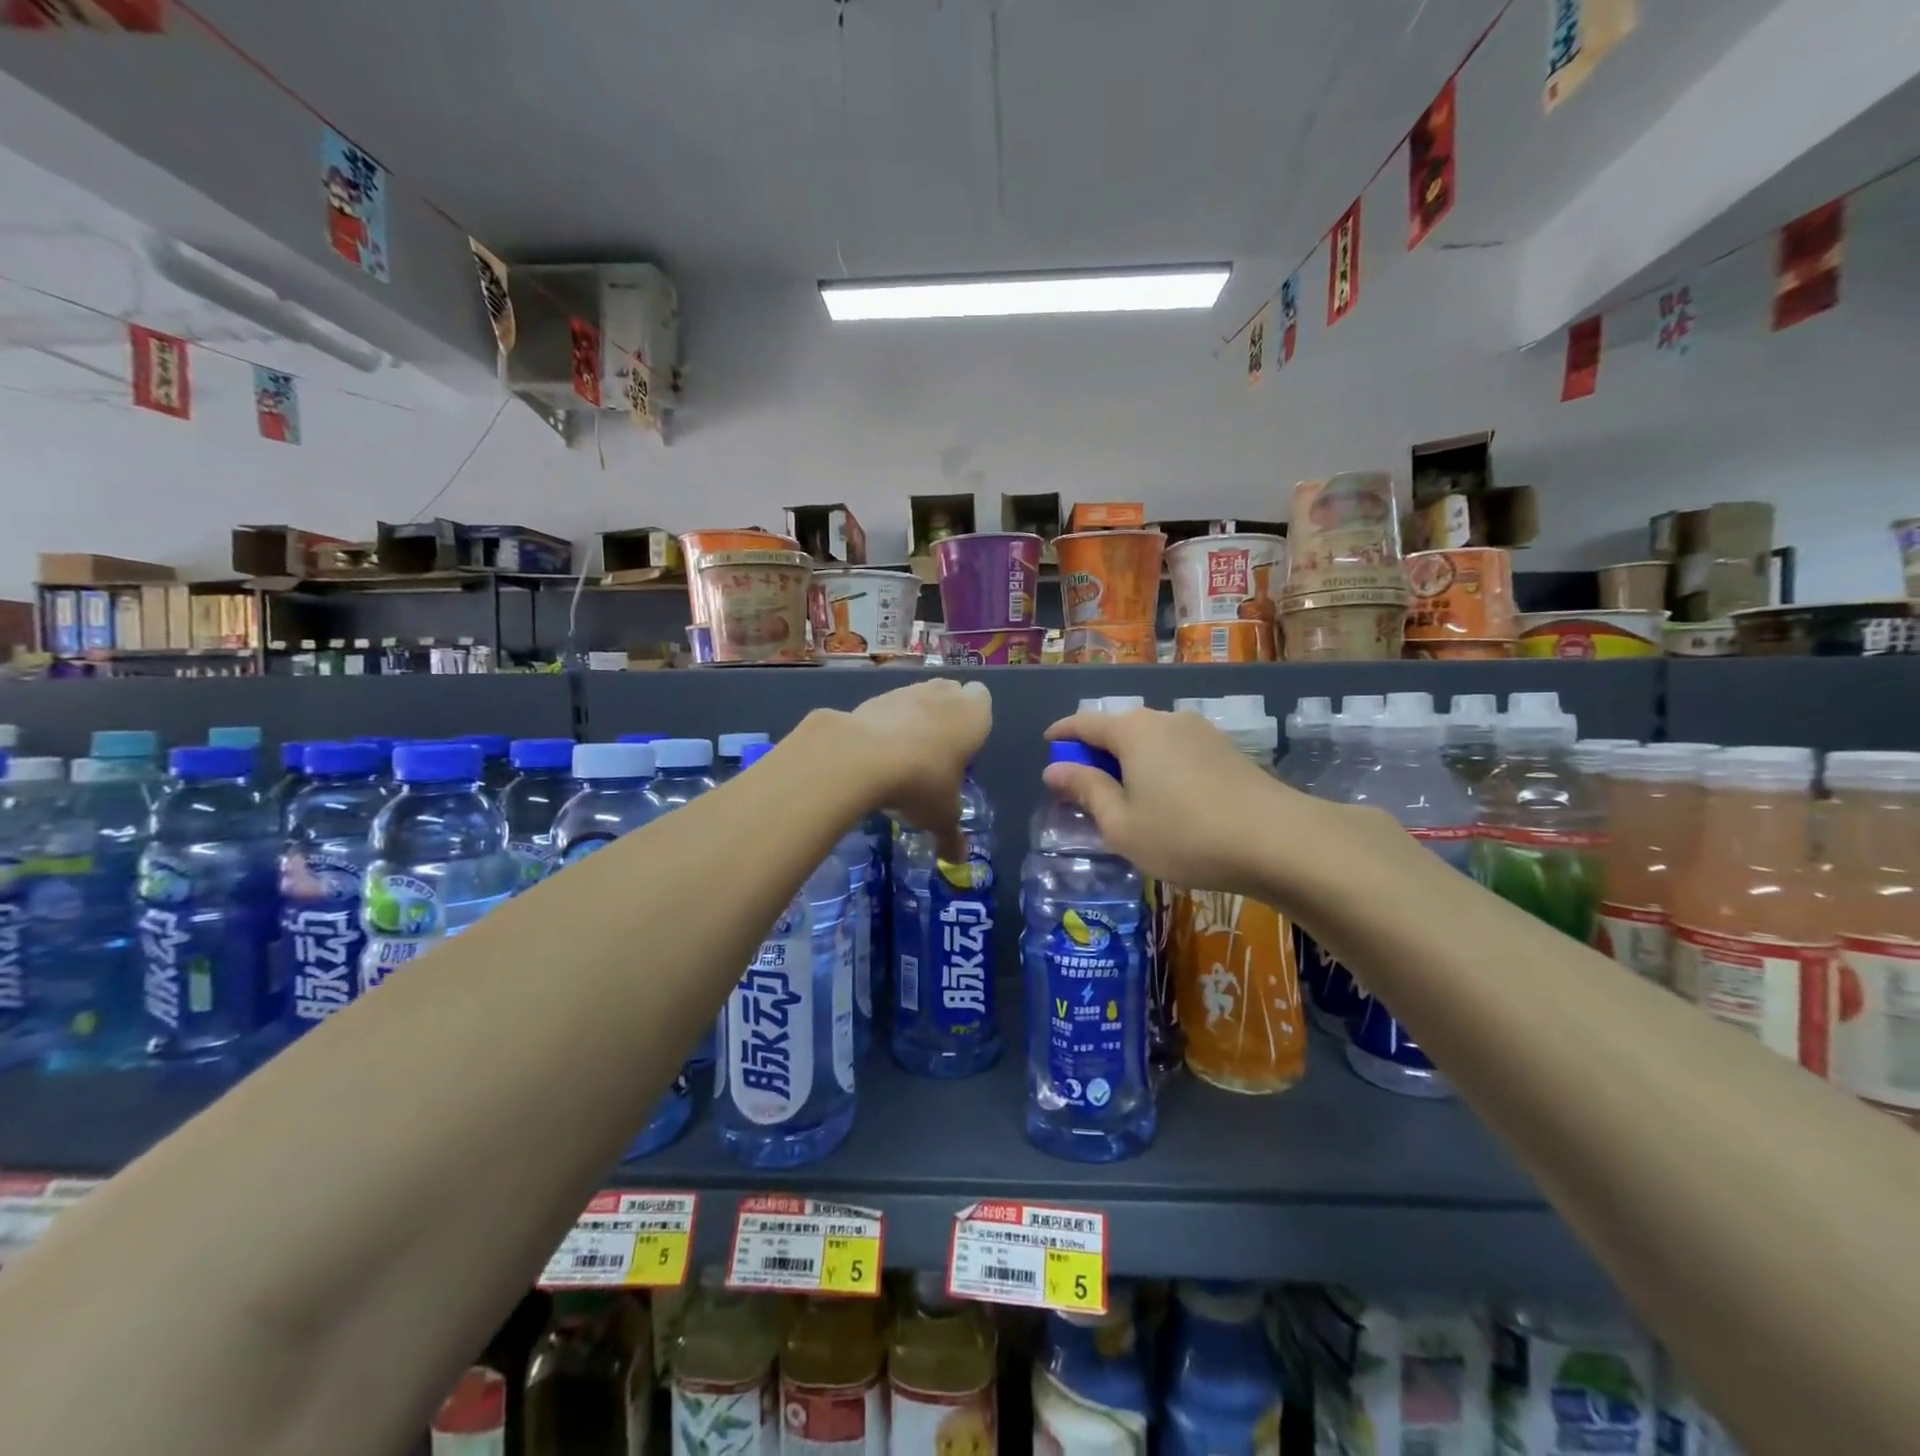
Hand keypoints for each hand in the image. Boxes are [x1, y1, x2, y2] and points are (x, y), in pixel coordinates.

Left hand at [813, 678, 991, 860]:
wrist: (861, 757)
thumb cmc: (922, 782)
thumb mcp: (941, 816)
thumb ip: (951, 836)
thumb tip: (957, 862)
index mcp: (973, 715)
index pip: (982, 699)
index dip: (974, 720)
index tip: (964, 747)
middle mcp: (942, 695)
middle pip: (949, 693)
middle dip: (945, 715)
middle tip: (937, 752)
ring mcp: (905, 691)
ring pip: (916, 696)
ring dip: (913, 717)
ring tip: (903, 756)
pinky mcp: (871, 697)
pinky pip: (885, 708)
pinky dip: (883, 724)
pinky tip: (874, 754)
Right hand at [1041, 707, 1317, 898]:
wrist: (1279, 841)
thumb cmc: (1184, 835)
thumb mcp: (1121, 823)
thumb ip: (1086, 791)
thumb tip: (1055, 769)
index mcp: (1132, 731)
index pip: (1083, 723)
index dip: (1061, 735)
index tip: (1048, 746)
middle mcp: (1165, 719)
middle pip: (1118, 729)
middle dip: (1096, 754)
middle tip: (1084, 789)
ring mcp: (1200, 732)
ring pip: (1149, 742)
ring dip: (1129, 763)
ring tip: (1126, 800)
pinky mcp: (1226, 750)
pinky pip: (1176, 752)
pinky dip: (1158, 769)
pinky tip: (1166, 802)